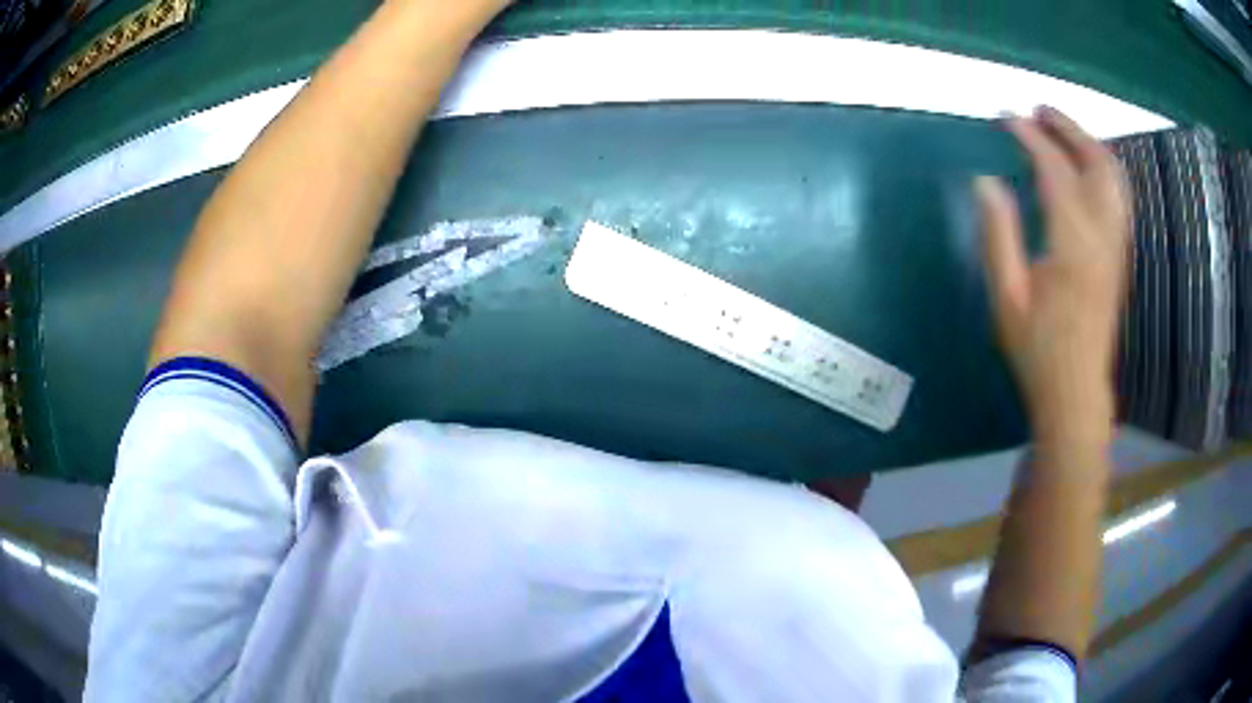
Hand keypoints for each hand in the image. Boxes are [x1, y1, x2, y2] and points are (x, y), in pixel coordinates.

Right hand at [976, 107, 1130, 451]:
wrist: (1077, 390)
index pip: (1055, 171)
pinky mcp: (1120, 255)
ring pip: (1114, 177)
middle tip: (1038, 111)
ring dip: (1089, 144)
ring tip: (1061, 130)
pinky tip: (1084, 167)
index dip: (1031, 138)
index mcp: (1073, 245)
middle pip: (1097, 163)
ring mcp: (1117, 246)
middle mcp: (1103, 237)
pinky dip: (1102, 168)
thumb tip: (985, 181)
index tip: (1006, 118)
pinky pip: (1119, 197)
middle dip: (1068, 128)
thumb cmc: (1038, 349)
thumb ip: (998, 235)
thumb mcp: (1006, 297)